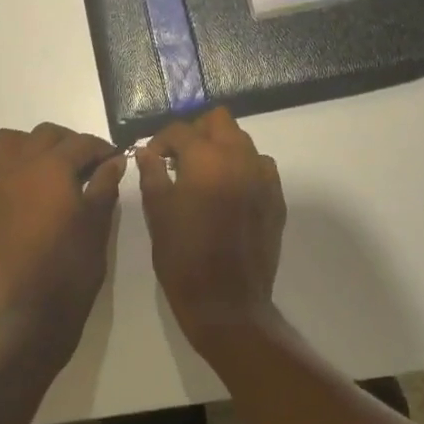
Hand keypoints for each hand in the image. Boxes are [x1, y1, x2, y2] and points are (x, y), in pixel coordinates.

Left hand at [0, 124, 125, 357]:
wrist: (35, 307)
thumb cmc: (73, 262)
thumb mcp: (99, 221)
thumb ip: (106, 184)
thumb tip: (114, 160)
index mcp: (53, 166)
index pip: (81, 143)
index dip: (101, 148)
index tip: (114, 160)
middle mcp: (20, 165)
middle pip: (44, 135)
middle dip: (67, 143)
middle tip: (85, 165)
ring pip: (4, 142)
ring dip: (25, 146)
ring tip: (43, 166)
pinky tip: (3, 182)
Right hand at [137, 108, 285, 354]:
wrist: (226, 303)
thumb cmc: (183, 256)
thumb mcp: (158, 212)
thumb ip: (152, 174)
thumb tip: (147, 152)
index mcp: (206, 158)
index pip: (180, 130)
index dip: (161, 141)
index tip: (152, 158)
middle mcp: (239, 158)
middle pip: (219, 121)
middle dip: (196, 132)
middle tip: (179, 158)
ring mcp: (263, 177)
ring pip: (242, 141)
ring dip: (221, 148)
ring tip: (203, 175)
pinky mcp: (276, 198)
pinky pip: (259, 167)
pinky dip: (242, 168)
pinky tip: (228, 192)